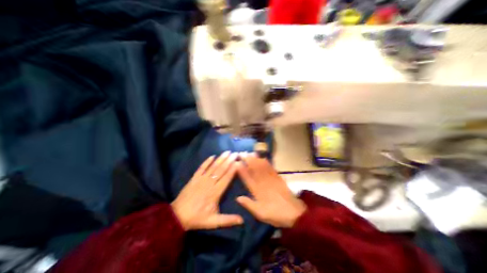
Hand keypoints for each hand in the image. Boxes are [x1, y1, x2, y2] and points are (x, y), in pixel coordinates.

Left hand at [171, 151, 243, 229]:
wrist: (177, 217)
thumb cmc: (197, 218)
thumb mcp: (213, 222)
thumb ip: (228, 220)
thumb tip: (242, 220)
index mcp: (215, 192)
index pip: (226, 178)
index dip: (233, 169)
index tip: (238, 162)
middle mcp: (209, 183)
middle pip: (221, 170)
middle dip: (229, 161)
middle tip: (235, 153)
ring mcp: (201, 179)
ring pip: (213, 167)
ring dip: (220, 159)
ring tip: (227, 152)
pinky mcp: (194, 178)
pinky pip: (201, 168)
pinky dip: (206, 161)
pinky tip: (212, 156)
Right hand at [235, 154, 303, 227]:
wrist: (294, 212)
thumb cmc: (275, 213)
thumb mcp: (260, 213)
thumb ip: (249, 204)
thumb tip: (237, 197)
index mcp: (257, 191)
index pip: (247, 178)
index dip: (242, 170)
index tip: (237, 163)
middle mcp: (263, 182)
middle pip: (254, 169)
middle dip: (248, 160)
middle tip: (242, 153)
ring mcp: (271, 178)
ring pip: (262, 166)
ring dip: (256, 159)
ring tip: (250, 153)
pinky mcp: (278, 177)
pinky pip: (270, 168)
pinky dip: (266, 162)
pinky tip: (263, 158)